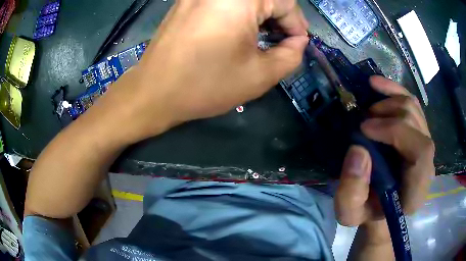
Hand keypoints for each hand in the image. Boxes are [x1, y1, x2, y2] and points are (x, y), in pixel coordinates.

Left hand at [97, 0, 308, 142]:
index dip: (297, 24)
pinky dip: (240, 11)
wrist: (153, 92)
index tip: (297, 45)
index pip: (286, 2)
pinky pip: (225, 0)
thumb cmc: (205, 85)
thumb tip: (298, 41)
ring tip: (263, 38)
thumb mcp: (259, 75)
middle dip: (280, 18)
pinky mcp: (188, 0)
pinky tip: (239, 30)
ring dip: (261, 14)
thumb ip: (291, 55)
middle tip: (281, 42)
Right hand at [335, 76, 434, 241]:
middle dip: (389, 115)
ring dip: (390, 102)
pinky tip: (377, 84)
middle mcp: (426, 165)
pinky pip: (411, 103)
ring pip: (414, 109)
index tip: (365, 129)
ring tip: (369, 112)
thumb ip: (351, 191)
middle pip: (417, 124)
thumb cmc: (366, 212)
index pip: (421, 152)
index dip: (396, 131)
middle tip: (363, 122)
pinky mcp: (418, 134)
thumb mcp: (349, 213)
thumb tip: (358, 149)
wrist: (379, 207)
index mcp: (416, 190)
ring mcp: (424, 145)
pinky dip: (394, 90)